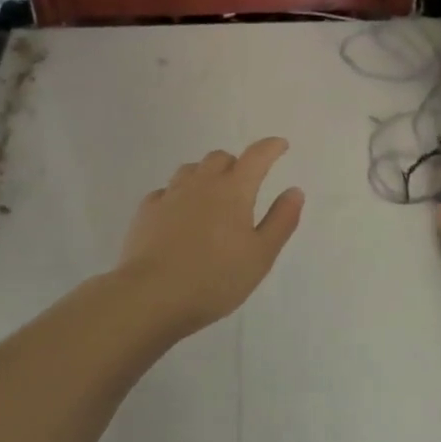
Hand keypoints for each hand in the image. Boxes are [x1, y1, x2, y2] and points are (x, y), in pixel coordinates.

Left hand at [116, 138, 305, 334]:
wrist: (151, 296)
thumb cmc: (215, 279)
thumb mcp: (261, 255)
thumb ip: (281, 220)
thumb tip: (294, 190)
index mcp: (234, 190)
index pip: (256, 156)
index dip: (271, 147)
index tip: (280, 145)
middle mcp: (201, 184)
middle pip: (220, 158)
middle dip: (235, 164)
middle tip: (243, 184)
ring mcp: (170, 195)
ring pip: (190, 170)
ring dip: (205, 175)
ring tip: (211, 196)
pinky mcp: (146, 212)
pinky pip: (166, 191)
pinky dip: (178, 195)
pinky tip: (178, 214)